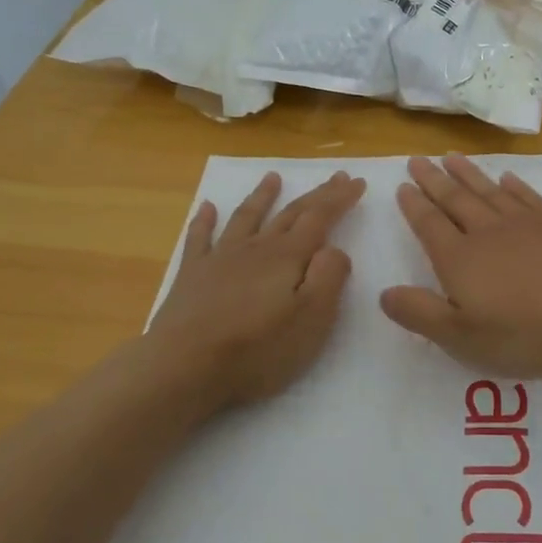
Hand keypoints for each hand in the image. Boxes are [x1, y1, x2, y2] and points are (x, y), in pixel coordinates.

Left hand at [147, 170, 365, 409]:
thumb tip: (334, 249)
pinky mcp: (192, 276)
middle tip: (335, 176)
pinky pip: (199, 238)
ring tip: (272, 177)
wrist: (185, 366)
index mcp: (288, 257)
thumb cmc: (257, 349)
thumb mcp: (312, 319)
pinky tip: (207, 207)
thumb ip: (329, 277)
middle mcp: (256, 248)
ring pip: (247, 218)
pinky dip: (204, 220)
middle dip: (316, 195)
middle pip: (290, 213)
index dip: (339, 198)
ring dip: (262, 196)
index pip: (320, 218)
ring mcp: (220, 259)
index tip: (356, 181)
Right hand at [380, 155, 541, 375]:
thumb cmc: (527, 331)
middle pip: (455, 200)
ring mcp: (526, 223)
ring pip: (489, 191)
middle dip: (434, 180)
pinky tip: (508, 178)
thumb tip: (384, 293)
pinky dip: (514, 185)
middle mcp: (488, 232)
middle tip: (417, 159)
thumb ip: (421, 314)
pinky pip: (528, 196)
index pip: (429, 225)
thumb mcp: (464, 338)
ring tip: (452, 157)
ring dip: (468, 174)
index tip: (403, 185)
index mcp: (460, 260)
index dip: (414, 206)